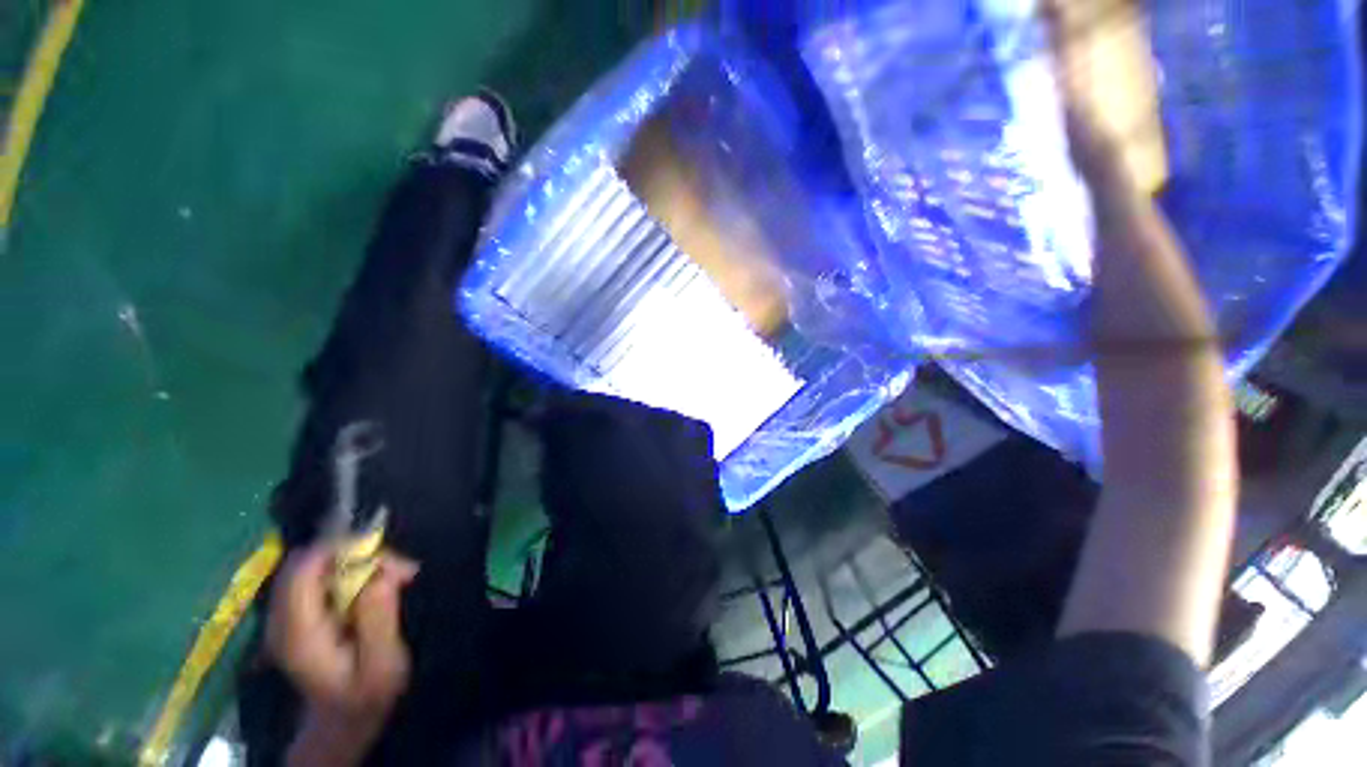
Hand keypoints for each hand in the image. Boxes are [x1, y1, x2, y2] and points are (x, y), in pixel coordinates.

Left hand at [267, 544, 418, 761]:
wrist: (343, 719)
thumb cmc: (367, 694)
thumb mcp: (383, 664)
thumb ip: (379, 618)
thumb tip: (381, 572)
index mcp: (298, 635)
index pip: (302, 571)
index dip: (341, 551)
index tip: (386, 561)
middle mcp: (280, 621)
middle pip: (305, 562)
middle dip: (352, 554)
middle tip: (394, 570)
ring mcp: (283, 617)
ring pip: (310, 565)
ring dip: (353, 562)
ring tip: (391, 579)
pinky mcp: (295, 614)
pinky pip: (315, 575)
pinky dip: (346, 571)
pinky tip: (372, 587)